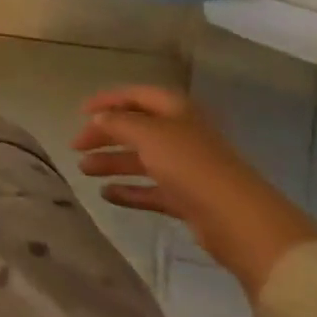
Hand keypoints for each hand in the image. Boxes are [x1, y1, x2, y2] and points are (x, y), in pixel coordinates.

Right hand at [71, 85, 316, 298]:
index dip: (107, 100)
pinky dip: (129, 190)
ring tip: (83, 170)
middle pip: (135, 128)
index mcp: (175, 110)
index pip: (135, 95)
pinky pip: (151, 189)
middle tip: (76, 146)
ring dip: (112, 162)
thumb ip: (118, 122)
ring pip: (140, 159)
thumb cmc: (191, 165)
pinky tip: (106, 194)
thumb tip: (99, 118)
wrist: (239, 221)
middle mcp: (180, 133)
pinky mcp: (187, 199)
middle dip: (105, 135)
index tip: (80, 112)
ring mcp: (185, 168)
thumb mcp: (148, 134)